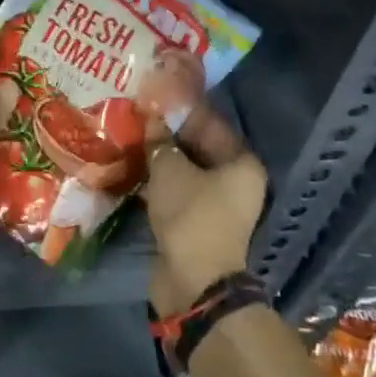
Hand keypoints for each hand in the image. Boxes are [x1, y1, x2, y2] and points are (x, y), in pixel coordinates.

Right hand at [142, 107, 267, 316]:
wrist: (194, 281)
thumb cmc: (191, 214)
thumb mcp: (169, 169)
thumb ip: (159, 141)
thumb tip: (150, 118)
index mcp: (242, 163)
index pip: (211, 123)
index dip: (182, 109)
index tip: (155, 95)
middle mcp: (237, 182)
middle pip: (199, 147)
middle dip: (169, 134)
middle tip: (139, 114)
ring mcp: (218, 205)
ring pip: (186, 171)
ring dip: (162, 158)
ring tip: (133, 137)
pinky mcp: (198, 222)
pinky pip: (178, 191)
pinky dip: (160, 181)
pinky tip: (135, 168)